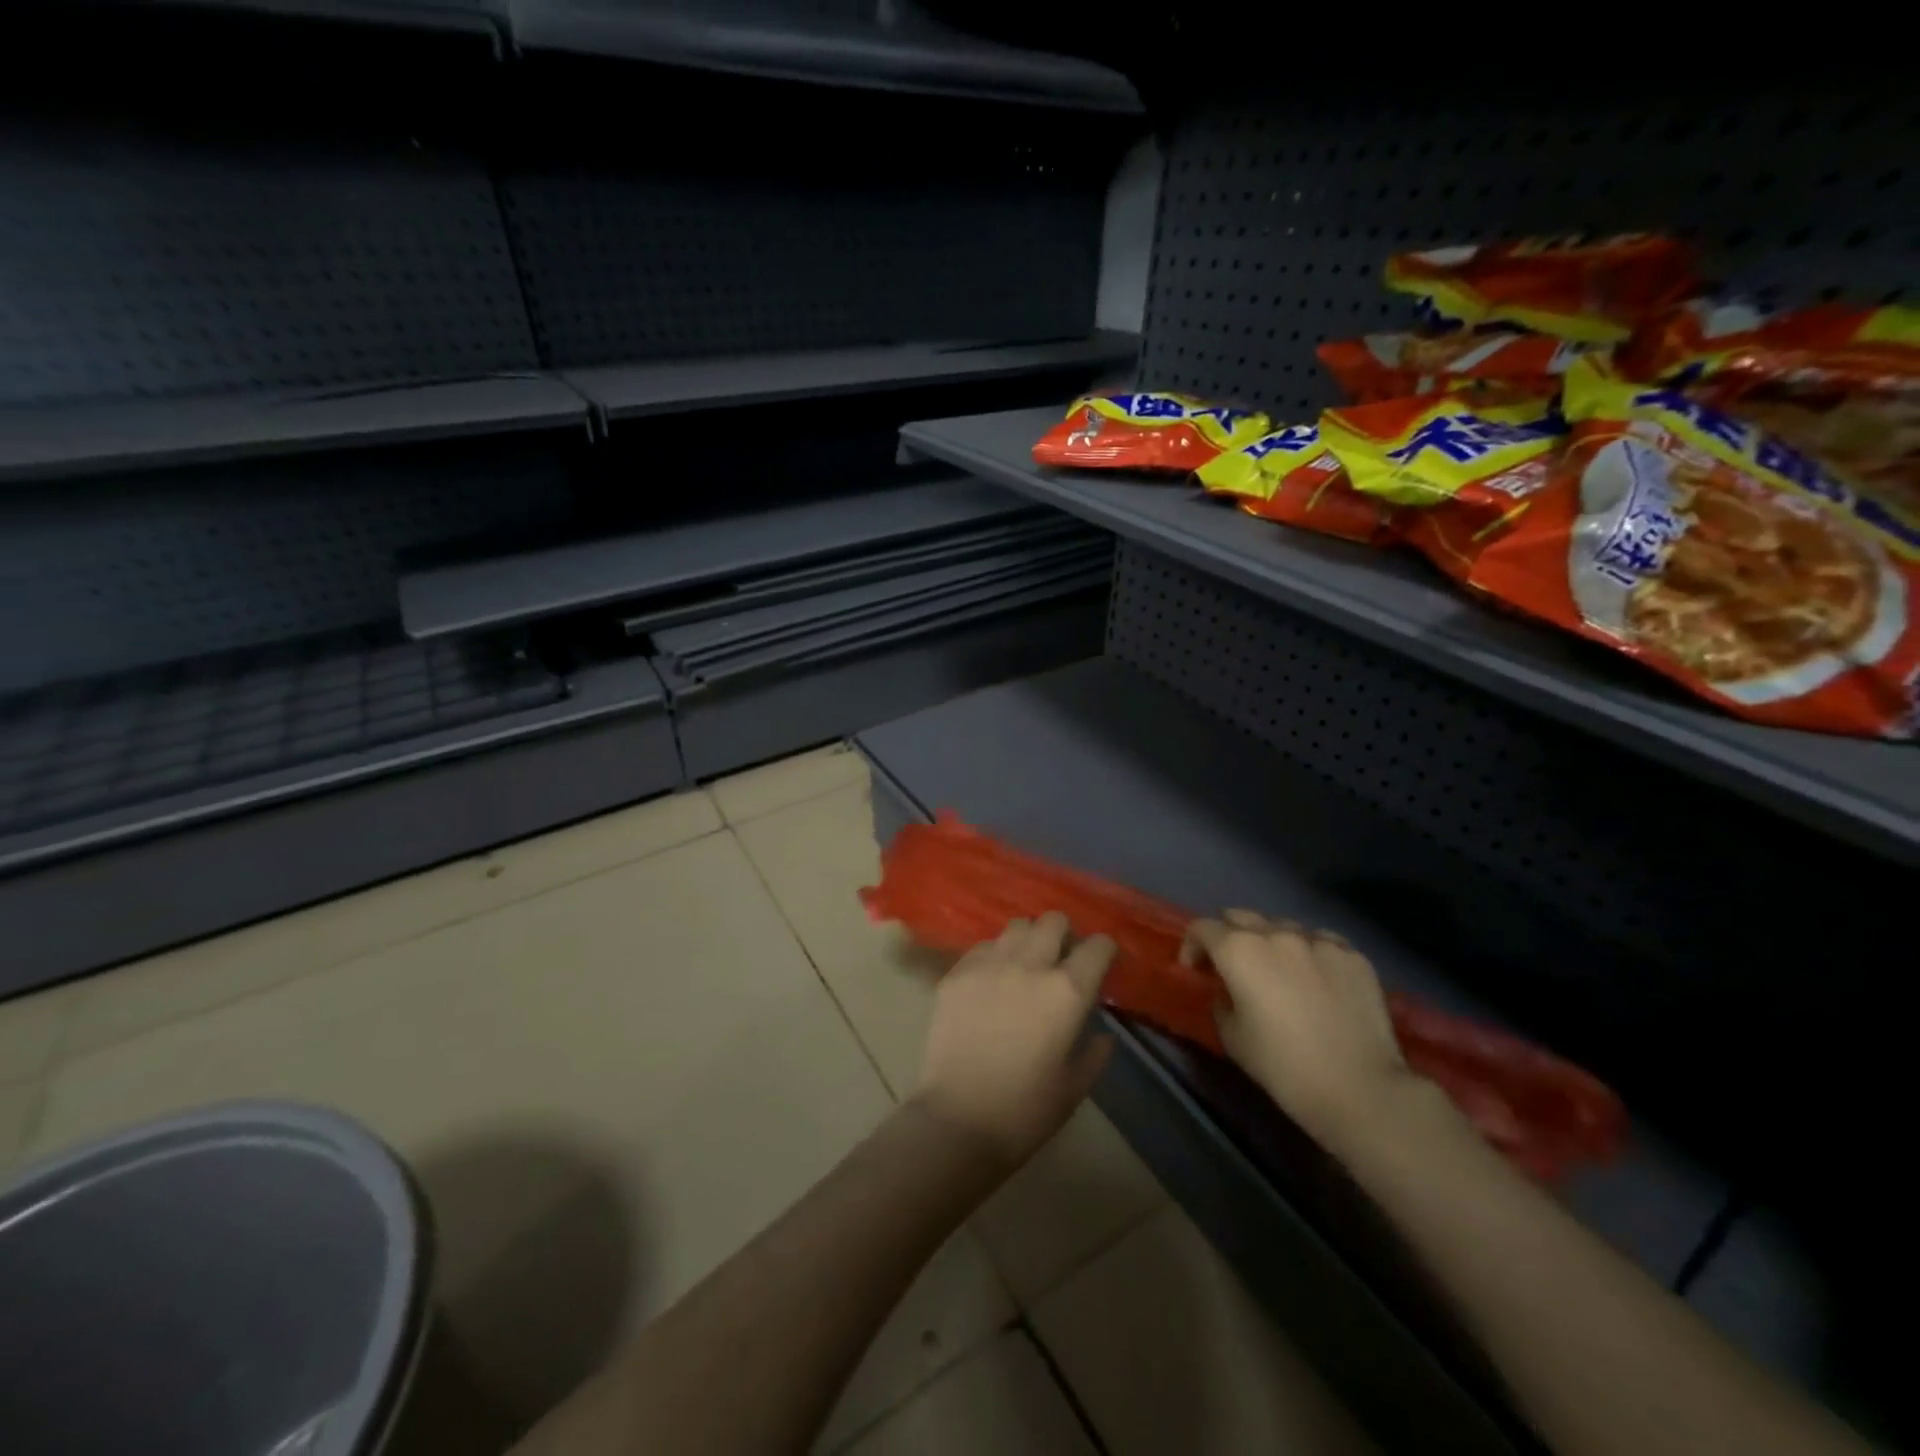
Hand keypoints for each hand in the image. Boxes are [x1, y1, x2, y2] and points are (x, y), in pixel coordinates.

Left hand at [910, 912, 1115, 1168]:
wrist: (957, 1120)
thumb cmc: (1025, 1112)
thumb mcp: (1074, 1087)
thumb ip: (1094, 1053)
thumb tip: (1102, 1034)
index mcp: (1067, 992)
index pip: (1098, 946)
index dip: (1104, 951)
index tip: (1101, 963)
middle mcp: (1030, 965)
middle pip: (1054, 921)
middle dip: (1064, 934)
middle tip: (1062, 959)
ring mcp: (989, 964)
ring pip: (1017, 926)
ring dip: (1029, 939)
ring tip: (1026, 964)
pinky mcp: (957, 972)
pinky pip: (984, 946)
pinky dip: (995, 955)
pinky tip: (992, 980)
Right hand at [1184, 910, 1412, 1152]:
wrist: (1361, 1089)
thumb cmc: (1284, 1067)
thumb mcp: (1232, 1038)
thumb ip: (1222, 1001)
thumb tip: (1229, 990)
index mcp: (1238, 950)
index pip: (1202, 928)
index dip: (1192, 946)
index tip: (1196, 971)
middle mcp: (1276, 934)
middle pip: (1240, 917)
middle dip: (1228, 936)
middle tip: (1232, 967)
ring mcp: (1319, 940)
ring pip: (1282, 927)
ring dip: (1270, 943)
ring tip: (1279, 972)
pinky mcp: (1353, 955)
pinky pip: (1321, 942)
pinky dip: (1309, 953)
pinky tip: (1317, 980)